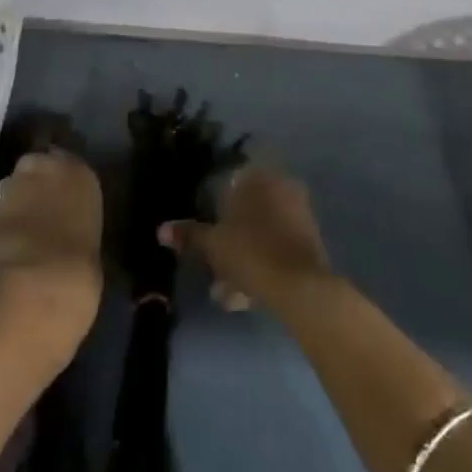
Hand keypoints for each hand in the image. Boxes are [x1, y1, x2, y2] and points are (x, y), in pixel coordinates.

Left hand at [0, 149, 103, 336]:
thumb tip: (65, 223)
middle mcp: (45, 166)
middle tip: (37, 212)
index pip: (67, 163)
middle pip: (34, 166)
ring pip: (12, 187)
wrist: (40, 285)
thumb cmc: (80, 267)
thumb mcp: (89, 234)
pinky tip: (5, 246)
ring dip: (14, 202)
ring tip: (19, 232)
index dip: (59, 183)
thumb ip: (74, 217)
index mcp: (79, 172)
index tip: (59, 199)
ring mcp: (13, 184)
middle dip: (33, 184)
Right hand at [159, 164, 332, 311]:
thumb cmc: (251, 252)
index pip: (229, 181)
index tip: (206, 230)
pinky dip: (262, 263)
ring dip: (243, 257)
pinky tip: (247, 295)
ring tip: (226, 292)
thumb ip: (188, 235)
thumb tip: (161, 229)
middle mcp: (278, 185)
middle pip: (246, 209)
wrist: (301, 285)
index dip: (214, 205)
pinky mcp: (309, 238)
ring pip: (261, 231)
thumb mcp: (213, 245)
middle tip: (213, 266)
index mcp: (255, 177)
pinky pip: (277, 245)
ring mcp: (297, 211)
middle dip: (228, 238)